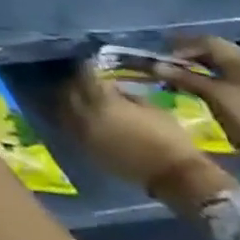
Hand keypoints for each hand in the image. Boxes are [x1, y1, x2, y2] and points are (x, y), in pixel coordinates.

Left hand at [57, 73, 235, 214]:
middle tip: (82, 79)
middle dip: (74, 82)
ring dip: (68, 99)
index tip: (89, 62)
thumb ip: (127, 95)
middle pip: (68, 91)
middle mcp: (85, 115)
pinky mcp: (84, 147)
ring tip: (78, 95)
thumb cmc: (171, 139)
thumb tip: (111, 86)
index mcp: (104, 102)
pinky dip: (71, 116)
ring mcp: (81, 132)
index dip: (86, 68)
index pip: (86, 77)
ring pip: (63, 108)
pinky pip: (69, 125)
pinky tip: (79, 113)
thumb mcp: (153, 108)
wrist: (176, 177)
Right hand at [164, 37, 239, 174]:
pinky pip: (217, 73)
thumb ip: (185, 78)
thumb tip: (154, 65)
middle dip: (185, 55)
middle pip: (210, 50)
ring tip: (171, 74)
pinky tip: (187, 83)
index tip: (162, 59)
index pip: (207, 42)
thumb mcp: (216, 96)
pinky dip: (200, 75)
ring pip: (212, 62)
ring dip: (191, 65)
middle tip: (163, 65)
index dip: (182, 47)